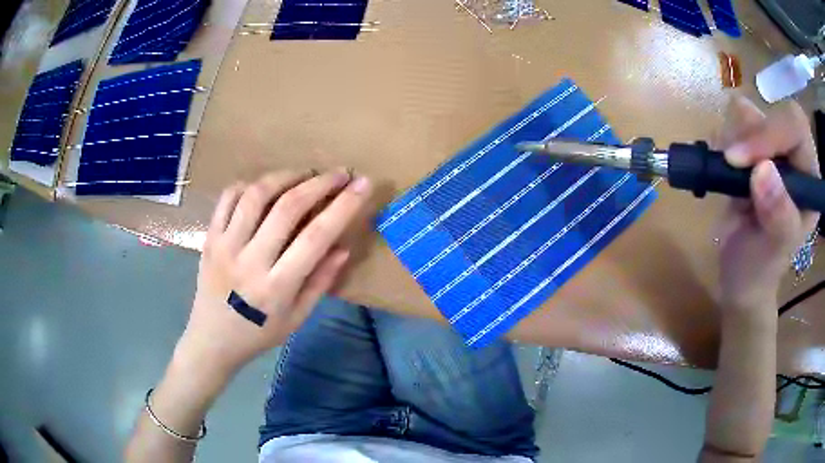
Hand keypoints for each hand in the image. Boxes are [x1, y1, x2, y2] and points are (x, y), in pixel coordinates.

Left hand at [174, 169, 372, 379]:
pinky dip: (249, 184)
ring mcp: (225, 245)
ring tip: (304, 174)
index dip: (343, 206)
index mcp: (277, 287)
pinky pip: (228, 198)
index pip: (316, 237)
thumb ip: (320, 282)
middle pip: (287, 208)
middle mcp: (250, 260)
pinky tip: (264, 186)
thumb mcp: (297, 318)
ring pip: (256, 195)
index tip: (362, 184)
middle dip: (319, 183)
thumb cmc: (258, 333)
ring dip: (285, 177)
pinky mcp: (210, 237)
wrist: (211, 339)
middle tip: (339, 173)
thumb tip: (343, 247)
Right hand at [713, 96, 819, 315]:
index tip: (740, 159)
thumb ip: (778, 217)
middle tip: (731, 164)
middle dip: (749, 135)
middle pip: (771, 112)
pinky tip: (723, 170)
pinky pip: (731, 122)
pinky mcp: (750, 148)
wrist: (739, 274)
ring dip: (732, 138)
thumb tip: (763, 171)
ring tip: (729, 177)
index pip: (796, 126)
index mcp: (808, 177)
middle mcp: (794, 156)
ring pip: (748, 112)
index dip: (772, 131)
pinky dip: (721, 140)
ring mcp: (771, 149)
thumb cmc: (760, 269)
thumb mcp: (772, 252)